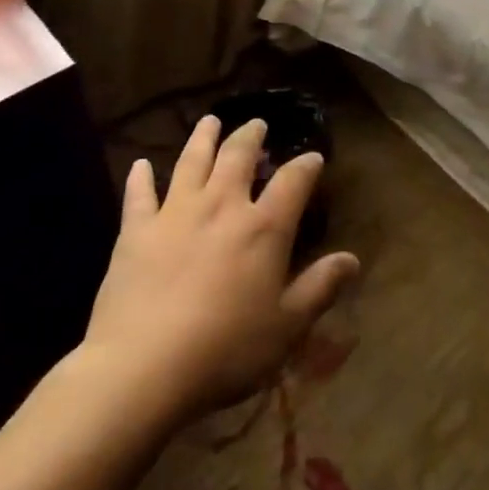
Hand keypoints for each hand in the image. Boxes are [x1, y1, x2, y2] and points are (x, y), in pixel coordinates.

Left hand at [81, 116, 359, 424]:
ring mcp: (175, 214)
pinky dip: (141, 177)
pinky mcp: (136, 232)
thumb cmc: (225, 350)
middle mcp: (221, 206)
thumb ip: (320, 288)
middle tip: (257, 123)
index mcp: (263, 228)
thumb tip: (352, 259)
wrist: (142, 368)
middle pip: (238, 157)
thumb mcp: (286, 326)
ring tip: (210, 121)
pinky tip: (141, 165)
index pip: (292, 182)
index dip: (306, 166)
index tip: (313, 157)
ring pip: (192, 162)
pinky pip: (139, 195)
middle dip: (251, 137)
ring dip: (203, 139)